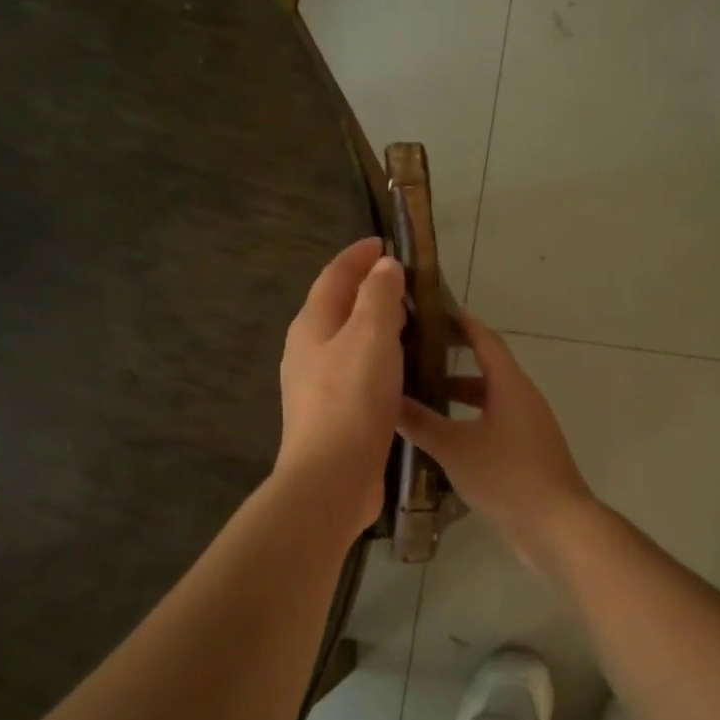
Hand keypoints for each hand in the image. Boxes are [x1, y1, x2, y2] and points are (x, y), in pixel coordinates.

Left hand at [275, 238, 406, 534]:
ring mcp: (317, 383)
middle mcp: (308, 349)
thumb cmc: (352, 399)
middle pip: (338, 305)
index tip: (386, 242)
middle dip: (369, 288)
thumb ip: (379, 295)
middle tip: (408, 282)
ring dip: (375, 324)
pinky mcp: (333, 412)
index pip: (334, 275)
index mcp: (312, 324)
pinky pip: (357, 369)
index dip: (358, 255)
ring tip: (411, 321)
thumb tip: (383, 266)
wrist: (331, 477)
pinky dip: (379, 357)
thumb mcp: (370, 335)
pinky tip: (403, 368)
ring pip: (348, 340)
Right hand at [397, 311, 593, 560]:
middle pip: (485, 367)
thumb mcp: (454, 448)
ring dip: (458, 395)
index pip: (484, 339)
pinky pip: (494, 422)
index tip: (432, 310)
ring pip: (488, 398)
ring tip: (420, 397)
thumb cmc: (506, 476)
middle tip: (414, 356)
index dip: (460, 323)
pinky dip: (468, 419)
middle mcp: (522, 397)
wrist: (556, 526)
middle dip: (450, 360)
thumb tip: (385, 399)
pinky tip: (443, 437)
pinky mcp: (527, 451)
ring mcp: (528, 425)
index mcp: (509, 385)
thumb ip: (420, 422)